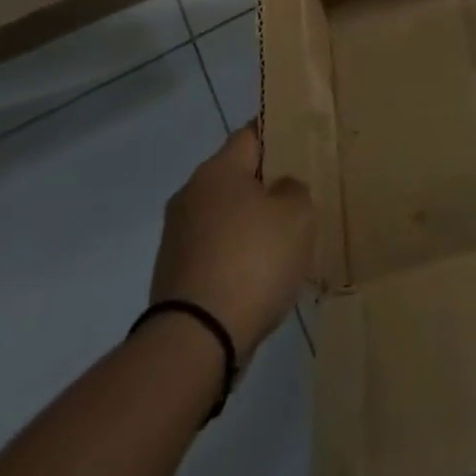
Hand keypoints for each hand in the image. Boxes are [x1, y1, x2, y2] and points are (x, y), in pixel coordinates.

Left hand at [150, 125, 313, 359]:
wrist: (195, 342)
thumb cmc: (253, 261)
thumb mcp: (297, 213)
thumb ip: (294, 189)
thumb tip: (279, 190)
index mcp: (217, 170)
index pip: (251, 134)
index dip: (278, 133)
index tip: (302, 140)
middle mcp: (190, 195)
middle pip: (236, 175)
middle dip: (266, 182)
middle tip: (301, 192)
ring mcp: (177, 237)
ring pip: (225, 214)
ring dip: (250, 221)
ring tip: (285, 237)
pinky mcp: (173, 275)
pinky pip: (215, 249)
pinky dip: (237, 253)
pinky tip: (261, 272)